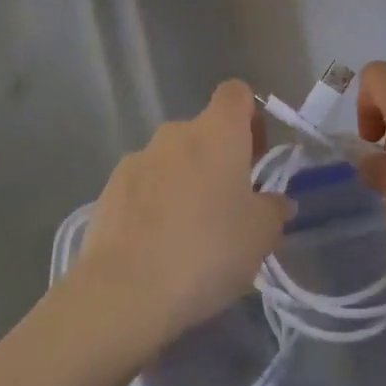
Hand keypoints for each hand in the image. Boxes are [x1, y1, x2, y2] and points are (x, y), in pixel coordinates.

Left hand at [76, 81, 292, 352]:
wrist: (124, 292)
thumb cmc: (207, 251)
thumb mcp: (260, 237)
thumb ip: (274, 211)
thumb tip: (277, 202)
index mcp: (218, 132)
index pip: (236, 94)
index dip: (249, 117)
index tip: (255, 157)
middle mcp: (176, 133)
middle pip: (203, 133)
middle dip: (216, 162)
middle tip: (227, 209)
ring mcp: (137, 158)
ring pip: (171, 162)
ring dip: (183, 184)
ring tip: (187, 236)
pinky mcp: (108, 190)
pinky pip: (142, 187)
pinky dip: (152, 206)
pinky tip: (155, 248)